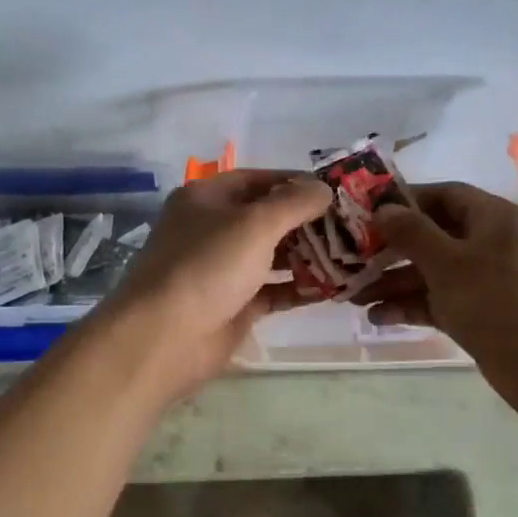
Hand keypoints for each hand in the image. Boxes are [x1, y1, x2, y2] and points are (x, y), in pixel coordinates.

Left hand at [96, 169, 332, 399]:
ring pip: (272, 256)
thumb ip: (294, 203)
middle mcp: (213, 230)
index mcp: (207, 199)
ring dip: (308, 256)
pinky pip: (272, 291)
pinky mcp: (233, 305)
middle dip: (307, 221)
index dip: (296, 181)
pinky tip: (332, 288)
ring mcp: (222, 270)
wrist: (166, 336)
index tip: (336, 190)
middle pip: (267, 218)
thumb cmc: (208, 266)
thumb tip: (324, 189)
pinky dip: (298, 288)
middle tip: (351, 225)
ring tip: (350, 254)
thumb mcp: (255, 223)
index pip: (258, 179)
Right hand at [356, 182, 517, 417]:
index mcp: (492, 218)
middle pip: (432, 236)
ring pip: (431, 273)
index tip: (366, 212)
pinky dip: (410, 306)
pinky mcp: (478, 313)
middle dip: (390, 250)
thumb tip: (383, 209)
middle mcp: (489, 244)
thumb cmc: (497, 301)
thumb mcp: (448, 262)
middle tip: (350, 259)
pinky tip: (377, 317)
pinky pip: (438, 301)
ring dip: (393, 283)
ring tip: (352, 296)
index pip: (444, 194)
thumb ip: (412, 233)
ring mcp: (484, 281)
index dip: (405, 201)